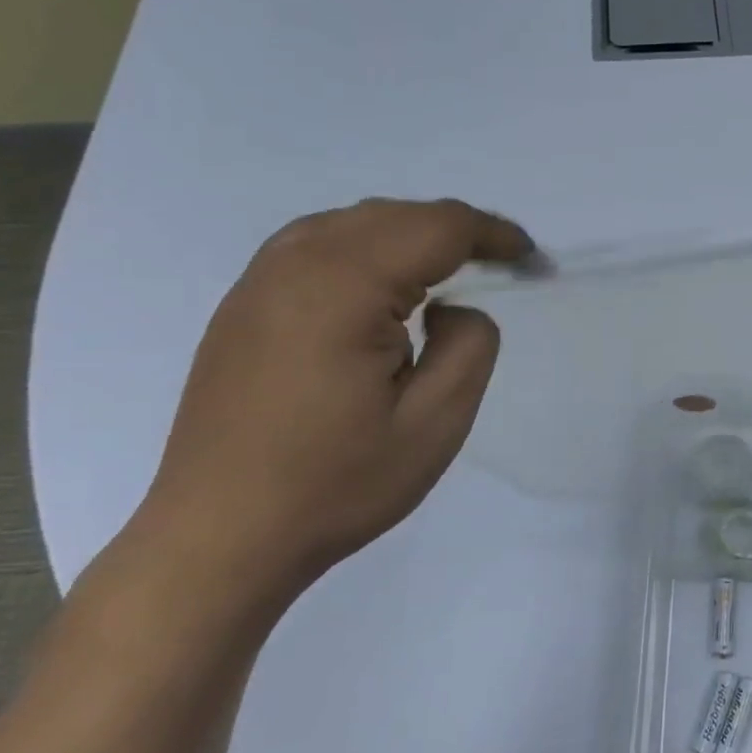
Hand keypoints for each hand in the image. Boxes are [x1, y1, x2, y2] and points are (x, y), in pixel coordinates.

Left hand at [133, 199, 534, 601]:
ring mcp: (258, 281)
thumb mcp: (435, 423)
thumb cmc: (336, 484)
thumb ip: (470, 345)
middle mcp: (294, 264)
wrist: (219, 537)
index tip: (531, 259)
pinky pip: (317, 246)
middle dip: (457, 231)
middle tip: (502, 265)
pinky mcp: (242, 306)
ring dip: (411, 234)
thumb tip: (452, 308)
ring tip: (451, 270)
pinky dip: (367, 248)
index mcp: (343, 285)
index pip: (437, 227)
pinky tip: (383, 287)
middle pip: (395, 215)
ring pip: (353, 223)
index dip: (494, 234)